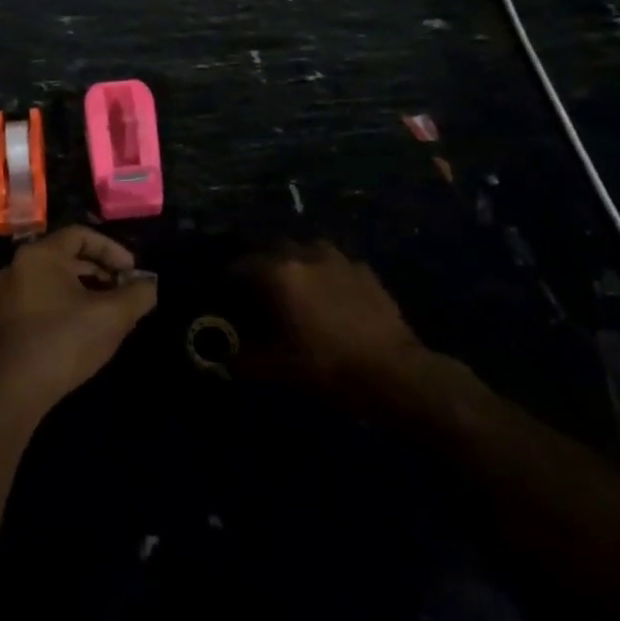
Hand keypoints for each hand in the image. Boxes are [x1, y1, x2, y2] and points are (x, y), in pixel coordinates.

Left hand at [0, 227, 156, 416]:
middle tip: (126, 293)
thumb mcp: (112, 316)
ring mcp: (9, 295)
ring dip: (87, 291)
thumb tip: (149, 286)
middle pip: (68, 257)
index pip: (81, 235)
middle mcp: (19, 267)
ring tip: (111, 313)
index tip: (133, 272)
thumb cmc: (63, 341)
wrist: (11, 391)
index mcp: (40, 255)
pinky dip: (68, 306)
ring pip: (56, 281)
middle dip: (102, 272)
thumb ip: (138, 295)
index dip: (113, 250)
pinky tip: (86, 330)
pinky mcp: (7, 321)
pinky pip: (43, 300)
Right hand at [240, 242, 427, 398]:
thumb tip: (223, 359)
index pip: (241, 265)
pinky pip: (334, 263)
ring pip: (306, 249)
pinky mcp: (364, 270)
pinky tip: (329, 294)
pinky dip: (324, 272)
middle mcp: (306, 255)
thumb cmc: (329, 367)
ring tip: (294, 285)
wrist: (396, 373)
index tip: (226, 292)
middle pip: (272, 247)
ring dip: (294, 261)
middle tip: (258, 287)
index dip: (229, 278)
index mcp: (280, 273)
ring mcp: (339, 259)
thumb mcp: (280, 368)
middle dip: (261, 262)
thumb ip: (245, 359)